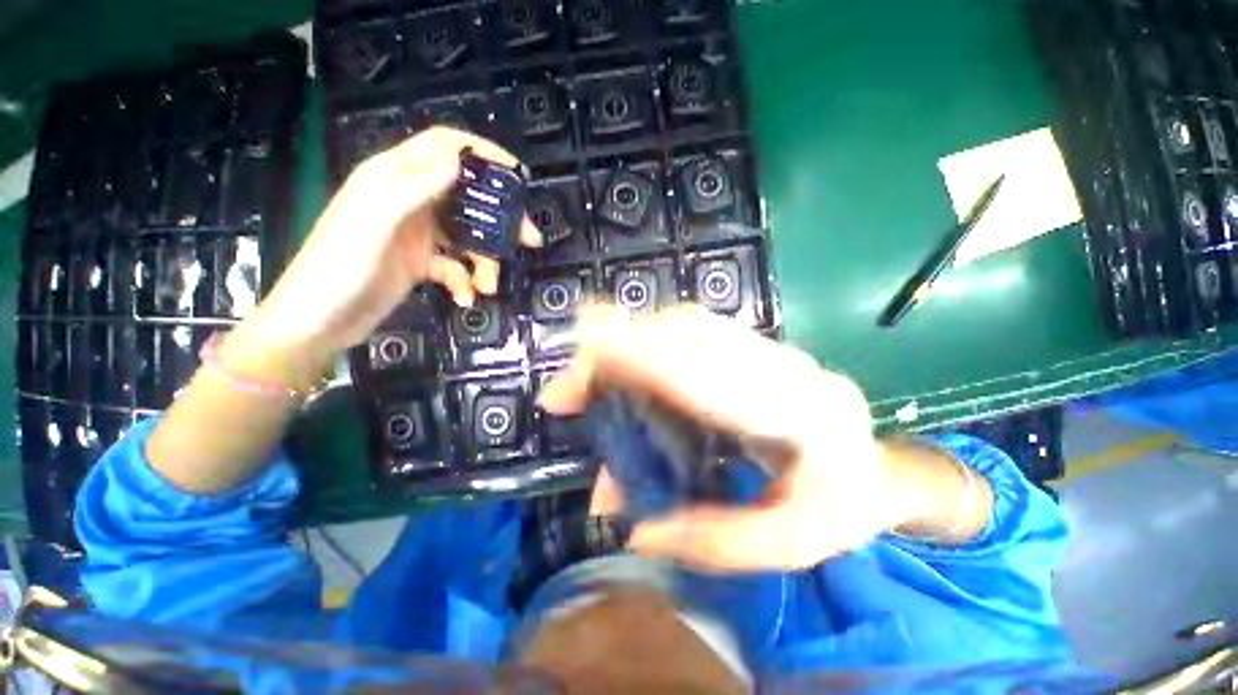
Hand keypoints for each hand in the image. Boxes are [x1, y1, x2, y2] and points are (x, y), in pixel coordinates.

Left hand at [239, 127, 540, 383]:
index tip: (515, 173)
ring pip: (467, 236)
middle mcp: (410, 201)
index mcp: (393, 178)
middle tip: (529, 239)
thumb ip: (413, 188)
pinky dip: (464, 281)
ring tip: (487, 286)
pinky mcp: (421, 262)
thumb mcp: (374, 222)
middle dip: (500, 218)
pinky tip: (463, 297)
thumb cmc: (340, 268)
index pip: (443, 147)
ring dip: (484, 261)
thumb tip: (458, 163)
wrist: (319, 322)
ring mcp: (417, 234)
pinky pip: (455, 265)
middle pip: (467, 196)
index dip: (480, 153)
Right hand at [539, 305, 895, 571]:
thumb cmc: (840, 512)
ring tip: (588, 372)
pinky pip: (694, 330)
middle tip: (568, 385)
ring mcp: (773, 348)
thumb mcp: (786, 547)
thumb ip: (709, 538)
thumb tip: (633, 528)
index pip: (710, 379)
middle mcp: (787, 367)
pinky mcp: (756, 345)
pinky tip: (626, 361)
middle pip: (691, 337)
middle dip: (620, 349)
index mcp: (805, 417)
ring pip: (689, 325)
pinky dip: (650, 339)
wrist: (876, 468)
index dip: (645, 360)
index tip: (590, 352)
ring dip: (631, 340)